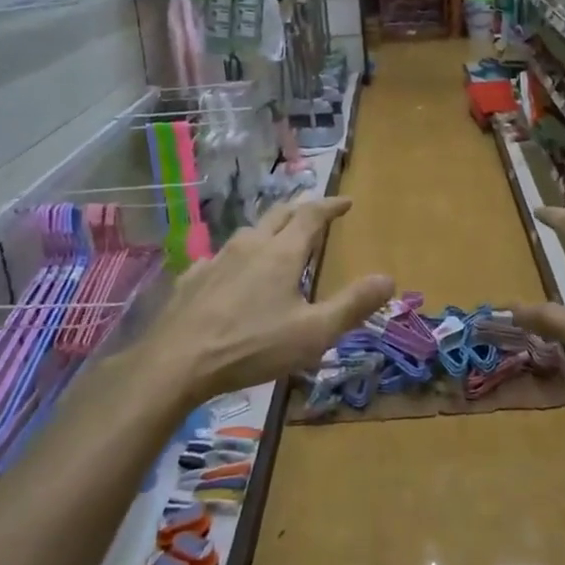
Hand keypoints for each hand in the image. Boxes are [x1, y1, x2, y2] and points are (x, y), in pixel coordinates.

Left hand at [128, 197, 392, 403]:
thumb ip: (352, 305)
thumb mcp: (313, 332)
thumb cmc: (252, 346)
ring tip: (277, 242)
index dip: (331, 205)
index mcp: (282, 253)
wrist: (177, 362)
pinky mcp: (193, 278)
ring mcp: (217, 259)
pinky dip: (237, 257)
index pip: (312, 215)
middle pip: (279, 214)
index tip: (346, 202)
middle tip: (315, 213)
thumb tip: (388, 278)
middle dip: (300, 209)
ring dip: (269, 230)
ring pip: (248, 232)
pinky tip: (232, 273)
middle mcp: (250, 245)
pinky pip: (221, 257)